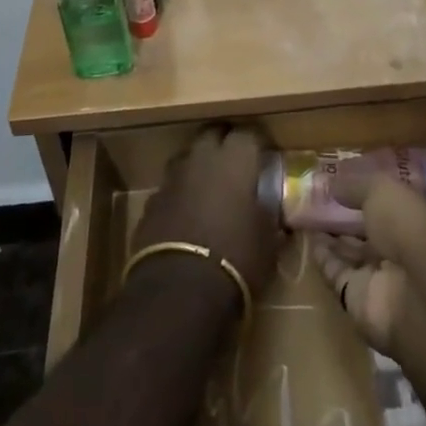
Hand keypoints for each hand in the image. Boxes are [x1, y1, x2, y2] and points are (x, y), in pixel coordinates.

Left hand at [134, 126, 281, 307]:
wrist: (179, 291)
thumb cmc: (236, 260)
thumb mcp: (268, 243)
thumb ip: (270, 218)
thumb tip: (274, 213)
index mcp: (235, 160)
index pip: (248, 134)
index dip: (257, 143)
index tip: (264, 156)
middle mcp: (201, 158)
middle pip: (212, 134)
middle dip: (224, 143)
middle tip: (236, 165)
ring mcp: (173, 178)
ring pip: (188, 158)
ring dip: (199, 167)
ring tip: (210, 189)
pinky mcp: (152, 201)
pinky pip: (170, 187)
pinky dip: (180, 195)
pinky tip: (187, 215)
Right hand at [308, 170, 425, 356]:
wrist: (419, 295)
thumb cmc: (410, 227)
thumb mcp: (382, 190)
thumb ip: (356, 185)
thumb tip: (333, 183)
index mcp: (419, 218)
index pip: (392, 202)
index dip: (368, 191)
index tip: (342, 177)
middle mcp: (404, 248)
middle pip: (371, 228)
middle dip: (347, 214)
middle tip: (317, 195)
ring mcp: (383, 276)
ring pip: (352, 251)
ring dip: (332, 234)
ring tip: (305, 212)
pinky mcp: (360, 300)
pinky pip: (336, 273)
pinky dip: (322, 257)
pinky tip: (307, 237)